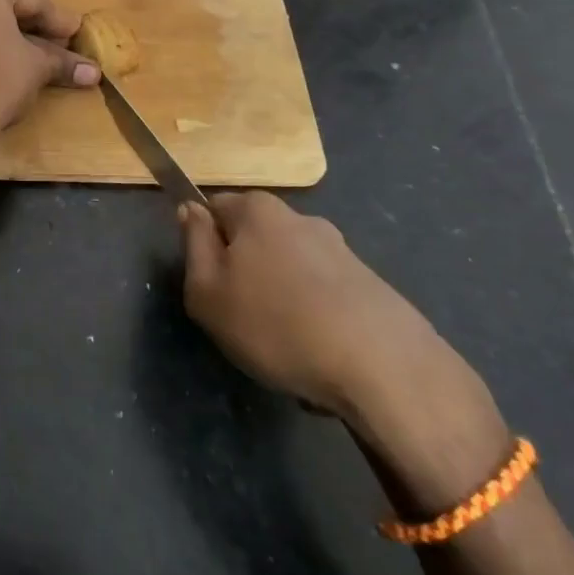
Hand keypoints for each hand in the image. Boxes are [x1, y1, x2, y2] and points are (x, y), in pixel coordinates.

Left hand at [0, 0, 98, 149]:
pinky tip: (11, 61)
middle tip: (62, 44)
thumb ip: (62, 61)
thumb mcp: (36, 67)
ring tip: (41, 55)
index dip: (57, 21)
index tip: (76, 34)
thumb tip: (93, 72)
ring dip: (12, 34)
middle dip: (34, 25)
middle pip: (6, 3)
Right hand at [178, 191, 454, 420]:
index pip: (213, 207)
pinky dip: (315, 320)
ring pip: (289, 271)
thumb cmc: (275, 323)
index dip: (204, 243)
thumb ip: (193, 244)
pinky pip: (323, 297)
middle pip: (254, 238)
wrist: (383, 367)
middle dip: (245, 272)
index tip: (209, 283)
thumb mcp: (207, 290)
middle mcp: (301, 218)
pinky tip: (319, 356)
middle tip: (240, 318)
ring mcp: (341, 250)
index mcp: (258, 210)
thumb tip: (190, 210)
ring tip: (285, 347)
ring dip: (281, 300)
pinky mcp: (371, 284)